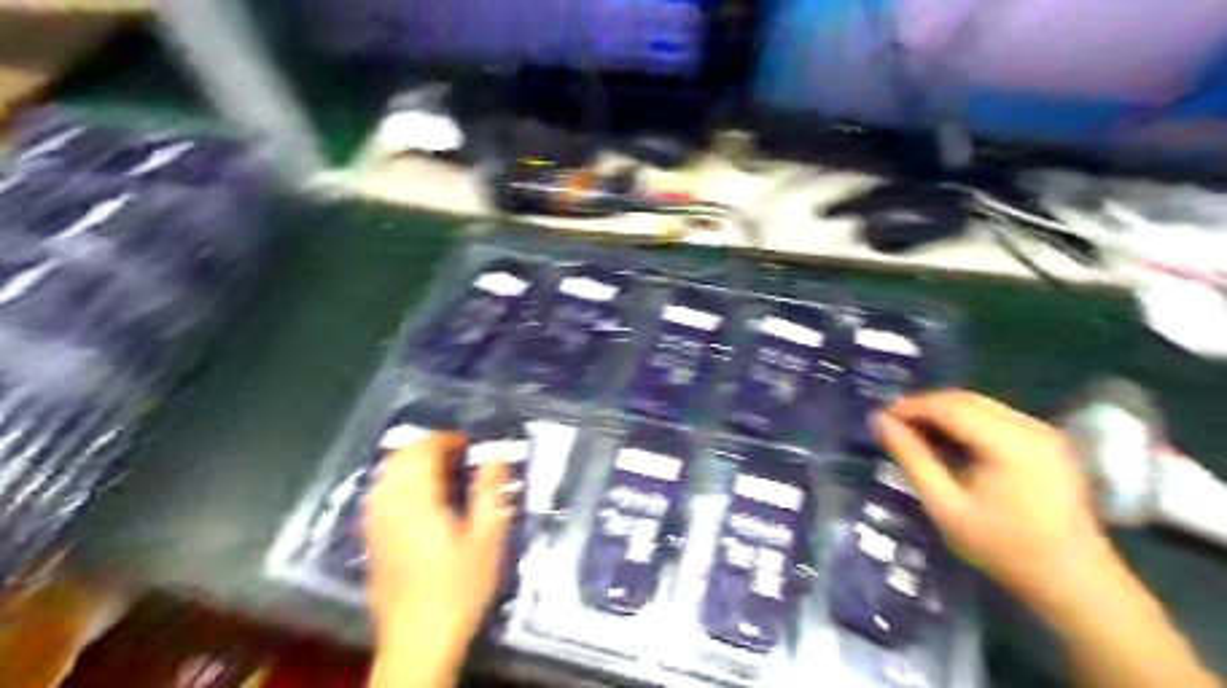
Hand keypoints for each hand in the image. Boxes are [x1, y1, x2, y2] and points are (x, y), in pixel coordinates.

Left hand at [367, 431, 513, 686]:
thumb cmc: (460, 588)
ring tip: (439, 470)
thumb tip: (498, 450)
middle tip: (458, 454)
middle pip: (400, 456)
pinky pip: (378, 492)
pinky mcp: (370, 539)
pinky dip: (397, 480)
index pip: (423, 450)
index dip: (446, 438)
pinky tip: (416, 495)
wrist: (418, 641)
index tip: (470, 444)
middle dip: (427, 446)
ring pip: (385, 473)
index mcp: (418, 500)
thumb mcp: (487, 538)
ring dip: (410, 462)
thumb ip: (490, 489)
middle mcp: (390, 504)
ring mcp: (375, 522)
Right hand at [871, 393, 1113, 606]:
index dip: (909, 407)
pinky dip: (966, 422)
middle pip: (965, 400)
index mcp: (1007, 441)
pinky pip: (997, 418)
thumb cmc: (1003, 548)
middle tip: (893, 426)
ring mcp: (1043, 432)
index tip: (880, 420)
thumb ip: (912, 458)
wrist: (1075, 583)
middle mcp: (1029, 426)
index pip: (947, 406)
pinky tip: (950, 444)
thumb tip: (880, 421)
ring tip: (916, 435)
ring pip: (981, 406)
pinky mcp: (1048, 443)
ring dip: (944, 413)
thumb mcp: (946, 506)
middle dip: (925, 407)